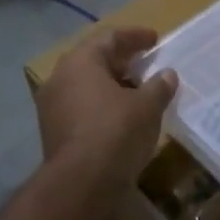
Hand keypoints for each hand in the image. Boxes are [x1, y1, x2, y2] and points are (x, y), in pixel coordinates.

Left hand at [36, 26, 178, 188]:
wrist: (81, 183)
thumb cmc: (116, 132)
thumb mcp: (147, 106)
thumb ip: (158, 86)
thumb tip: (167, 74)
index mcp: (81, 62)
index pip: (110, 37)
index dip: (135, 37)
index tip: (155, 39)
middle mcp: (60, 78)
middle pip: (94, 60)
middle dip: (122, 61)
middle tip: (146, 63)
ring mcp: (52, 106)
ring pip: (86, 85)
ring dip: (112, 85)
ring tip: (138, 92)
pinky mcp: (53, 131)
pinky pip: (81, 107)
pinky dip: (102, 105)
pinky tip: (122, 116)